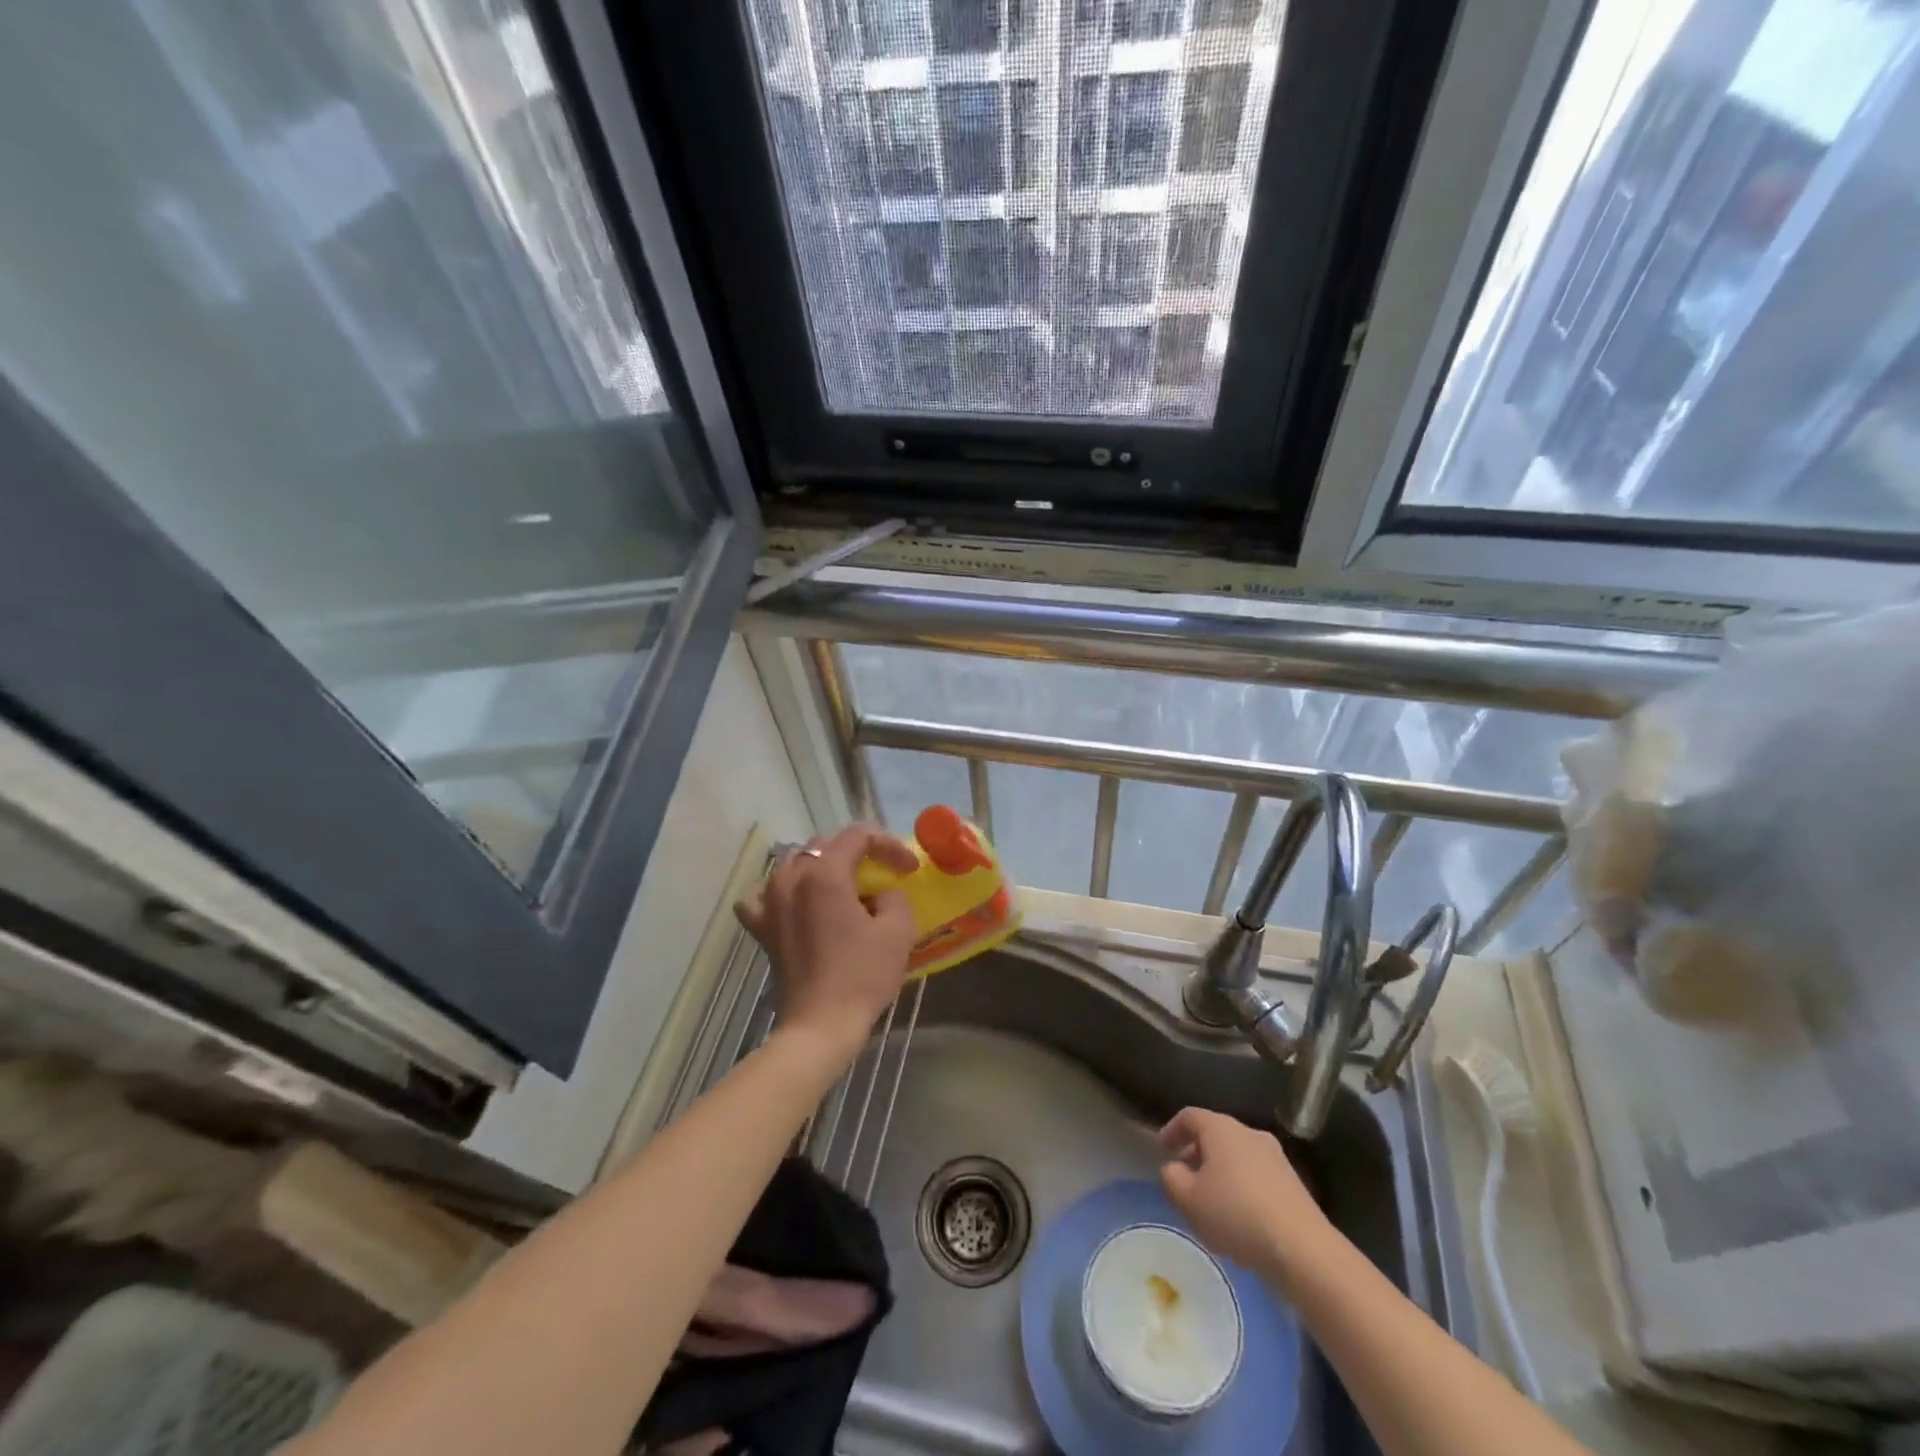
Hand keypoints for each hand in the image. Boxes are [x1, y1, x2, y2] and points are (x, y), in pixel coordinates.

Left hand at [736, 825, 918, 1057]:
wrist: (820, 1025)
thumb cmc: (862, 976)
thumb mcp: (898, 930)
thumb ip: (894, 896)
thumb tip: (881, 894)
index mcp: (825, 873)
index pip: (858, 836)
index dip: (888, 844)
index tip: (908, 868)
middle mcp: (791, 878)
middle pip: (826, 844)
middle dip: (859, 852)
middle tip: (884, 872)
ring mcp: (770, 901)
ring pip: (795, 862)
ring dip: (823, 866)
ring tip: (845, 885)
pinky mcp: (761, 927)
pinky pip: (763, 894)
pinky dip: (780, 891)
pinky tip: (794, 902)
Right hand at [1158, 1108, 1331, 1279]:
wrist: (1302, 1248)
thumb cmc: (1235, 1214)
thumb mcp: (1188, 1199)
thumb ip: (1171, 1179)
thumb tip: (1173, 1169)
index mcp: (1221, 1129)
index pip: (1190, 1116)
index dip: (1172, 1129)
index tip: (1163, 1149)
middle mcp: (1249, 1134)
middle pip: (1216, 1135)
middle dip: (1197, 1154)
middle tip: (1184, 1177)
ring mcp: (1275, 1158)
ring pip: (1237, 1158)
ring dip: (1220, 1174)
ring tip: (1210, 1205)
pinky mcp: (1293, 1185)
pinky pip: (1257, 1178)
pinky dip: (1241, 1190)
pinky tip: (1238, 1222)